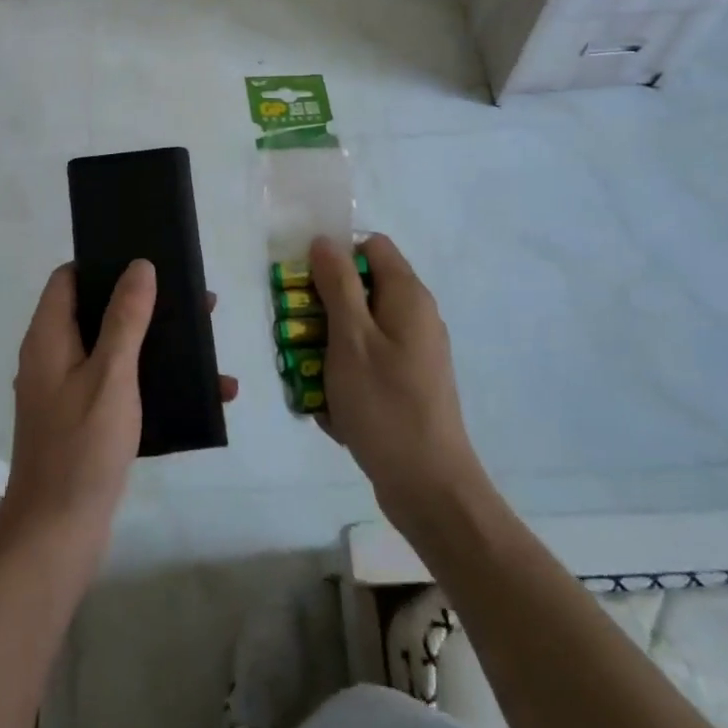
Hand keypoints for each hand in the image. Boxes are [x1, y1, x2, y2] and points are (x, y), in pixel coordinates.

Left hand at [0, 261, 236, 562]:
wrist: (57, 537)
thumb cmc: (82, 446)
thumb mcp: (111, 374)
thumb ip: (125, 317)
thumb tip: (139, 264)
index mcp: (49, 337)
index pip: (69, 278)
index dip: (103, 263)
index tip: (147, 259)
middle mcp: (54, 358)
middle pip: (99, 311)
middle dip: (146, 304)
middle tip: (195, 302)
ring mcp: (68, 392)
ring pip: (116, 350)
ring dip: (159, 344)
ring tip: (208, 344)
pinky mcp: (85, 421)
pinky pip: (123, 386)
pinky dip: (156, 383)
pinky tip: (203, 396)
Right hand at [308, 234, 487, 536]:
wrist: (430, 488)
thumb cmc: (385, 404)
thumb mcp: (350, 337)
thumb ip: (337, 284)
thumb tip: (326, 240)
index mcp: (407, 296)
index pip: (370, 245)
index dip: (335, 255)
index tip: (305, 285)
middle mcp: (415, 316)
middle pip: (361, 288)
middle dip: (323, 307)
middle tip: (297, 335)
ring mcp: (413, 353)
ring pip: (359, 329)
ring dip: (328, 347)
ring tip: (308, 377)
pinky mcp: (408, 384)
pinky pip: (368, 363)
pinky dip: (345, 376)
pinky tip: (331, 409)